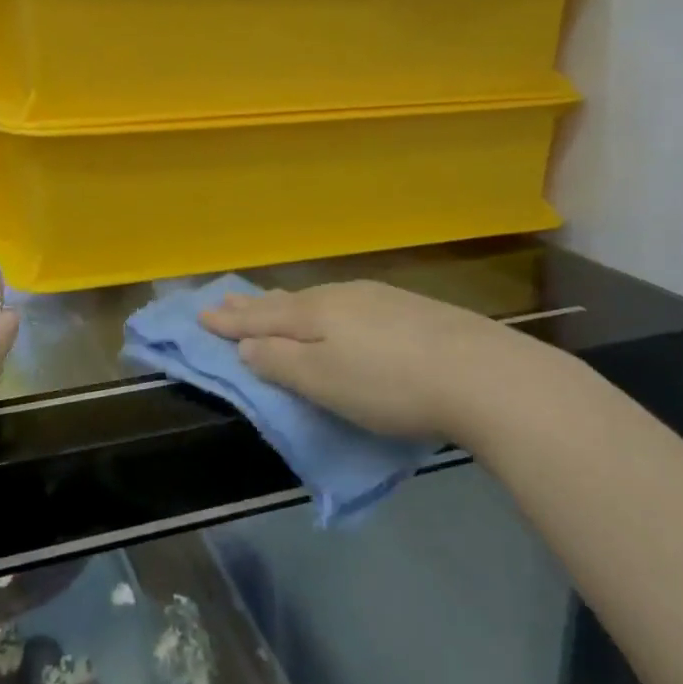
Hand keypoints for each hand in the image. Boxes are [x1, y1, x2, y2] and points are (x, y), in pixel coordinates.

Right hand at [200, 280, 578, 447]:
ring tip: (273, 303)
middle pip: (287, 302)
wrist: (481, 373)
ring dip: (288, 304)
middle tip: (226, 299)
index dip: (230, 321)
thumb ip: (280, 362)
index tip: (201, 315)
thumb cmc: (389, 385)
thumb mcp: (323, 381)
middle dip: (254, 305)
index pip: (260, 318)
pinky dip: (324, 309)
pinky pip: (347, 303)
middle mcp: (340, 298)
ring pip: (318, 299)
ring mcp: (378, 299)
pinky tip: (336, 313)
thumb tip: (246, 345)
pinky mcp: (409, 310)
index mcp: (314, 316)